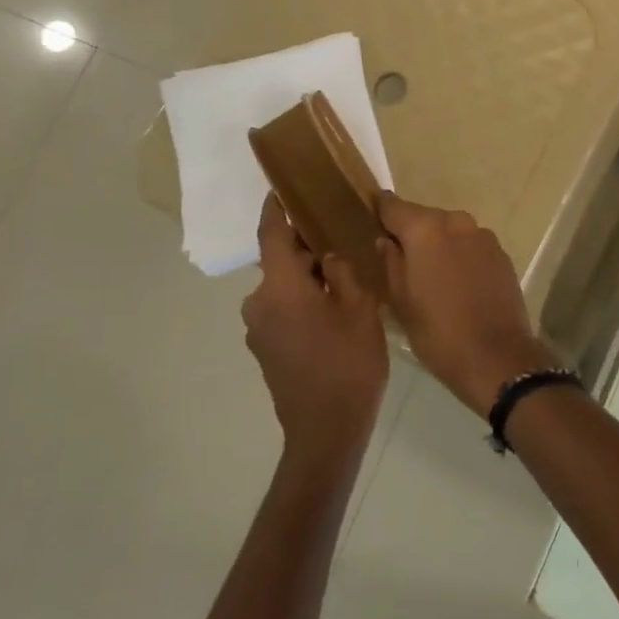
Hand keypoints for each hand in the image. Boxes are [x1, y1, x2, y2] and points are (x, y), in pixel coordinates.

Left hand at [242, 195, 388, 457]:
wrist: (326, 432)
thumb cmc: (348, 364)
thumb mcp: (359, 308)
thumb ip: (342, 272)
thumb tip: (329, 258)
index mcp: (280, 287)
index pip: (271, 233)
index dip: (276, 207)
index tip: (282, 185)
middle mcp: (259, 303)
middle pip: (279, 260)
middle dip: (305, 246)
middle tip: (339, 233)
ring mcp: (258, 329)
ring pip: (282, 286)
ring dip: (306, 276)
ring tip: (342, 272)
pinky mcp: (265, 349)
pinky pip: (281, 308)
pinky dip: (301, 299)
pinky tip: (331, 306)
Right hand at [375, 192, 558, 415]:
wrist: (496, 356)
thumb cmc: (438, 332)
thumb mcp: (401, 302)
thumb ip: (391, 263)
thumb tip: (385, 241)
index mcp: (425, 230)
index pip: (394, 206)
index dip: (381, 209)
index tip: (370, 212)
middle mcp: (456, 222)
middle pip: (425, 217)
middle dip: (411, 232)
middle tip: (399, 255)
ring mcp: (483, 236)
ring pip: (450, 230)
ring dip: (438, 244)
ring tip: (430, 272)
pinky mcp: (501, 253)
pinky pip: (471, 245)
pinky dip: (460, 255)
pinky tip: (456, 281)